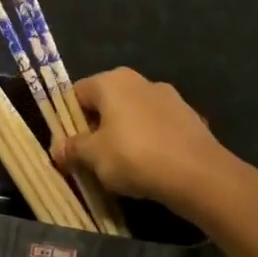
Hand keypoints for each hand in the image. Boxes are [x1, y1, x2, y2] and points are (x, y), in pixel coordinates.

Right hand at [53, 68, 231, 213]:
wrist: (199, 175)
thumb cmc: (135, 156)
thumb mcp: (93, 156)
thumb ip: (72, 148)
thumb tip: (58, 148)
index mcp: (113, 81)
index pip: (77, 93)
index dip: (67, 120)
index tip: (68, 146)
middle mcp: (141, 81)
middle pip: (106, 104)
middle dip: (95, 129)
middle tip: (90, 158)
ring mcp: (170, 98)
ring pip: (132, 116)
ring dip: (122, 136)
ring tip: (120, 167)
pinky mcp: (190, 119)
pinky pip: (157, 129)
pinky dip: (148, 144)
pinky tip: (149, 168)